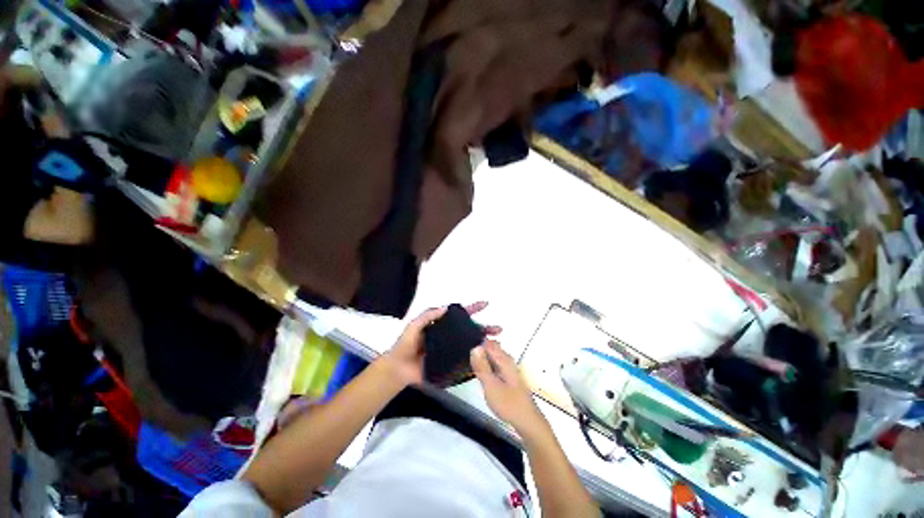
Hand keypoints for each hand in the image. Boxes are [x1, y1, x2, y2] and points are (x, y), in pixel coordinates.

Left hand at [380, 301, 500, 385]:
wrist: (398, 368)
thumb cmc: (405, 344)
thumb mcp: (414, 326)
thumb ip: (428, 316)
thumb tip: (446, 308)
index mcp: (442, 325)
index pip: (459, 314)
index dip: (472, 308)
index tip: (485, 304)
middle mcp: (448, 336)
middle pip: (469, 330)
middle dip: (484, 328)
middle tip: (498, 329)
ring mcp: (450, 351)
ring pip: (469, 344)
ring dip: (483, 343)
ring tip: (496, 343)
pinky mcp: (448, 364)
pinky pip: (463, 361)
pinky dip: (474, 360)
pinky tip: (485, 360)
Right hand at [470, 340, 545, 435]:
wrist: (527, 422)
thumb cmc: (509, 404)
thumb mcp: (491, 385)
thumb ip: (482, 366)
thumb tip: (475, 347)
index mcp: (504, 359)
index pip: (488, 342)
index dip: (476, 342)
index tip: (464, 349)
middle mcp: (506, 360)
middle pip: (489, 348)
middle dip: (477, 350)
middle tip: (464, 360)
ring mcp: (507, 368)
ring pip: (491, 357)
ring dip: (480, 359)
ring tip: (468, 367)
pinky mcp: (507, 376)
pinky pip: (493, 365)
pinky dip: (485, 366)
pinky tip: (478, 375)